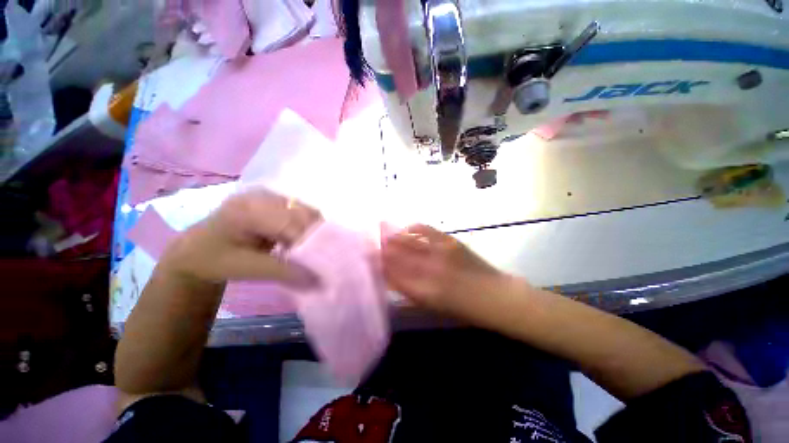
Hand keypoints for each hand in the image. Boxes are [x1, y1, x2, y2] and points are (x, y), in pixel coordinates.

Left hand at [161, 188, 321, 284]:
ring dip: (311, 230)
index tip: (315, 263)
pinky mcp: (272, 199)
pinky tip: (298, 239)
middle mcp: (260, 196)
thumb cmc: (216, 260)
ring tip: (305, 248)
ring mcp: (267, 195)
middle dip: (313, 235)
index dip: (307, 243)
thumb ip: (284, 272)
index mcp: (247, 210)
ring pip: (305, 210)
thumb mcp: (247, 269)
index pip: (291, 224)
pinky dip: (305, 226)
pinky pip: (299, 210)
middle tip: (313, 256)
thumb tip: (319, 280)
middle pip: (302, 213)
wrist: (196, 249)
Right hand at [382, 224, 504, 314]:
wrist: (496, 295)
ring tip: (383, 234)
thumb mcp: (432, 304)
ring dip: (393, 237)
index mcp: (422, 291)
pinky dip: (413, 228)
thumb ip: (409, 290)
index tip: (368, 257)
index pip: (392, 274)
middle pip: (397, 255)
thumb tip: (389, 277)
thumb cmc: (463, 308)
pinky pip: (425, 229)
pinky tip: (407, 229)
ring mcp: (439, 252)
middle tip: (371, 243)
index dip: (378, 264)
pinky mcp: (450, 241)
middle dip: (381, 248)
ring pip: (408, 241)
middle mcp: (428, 270)